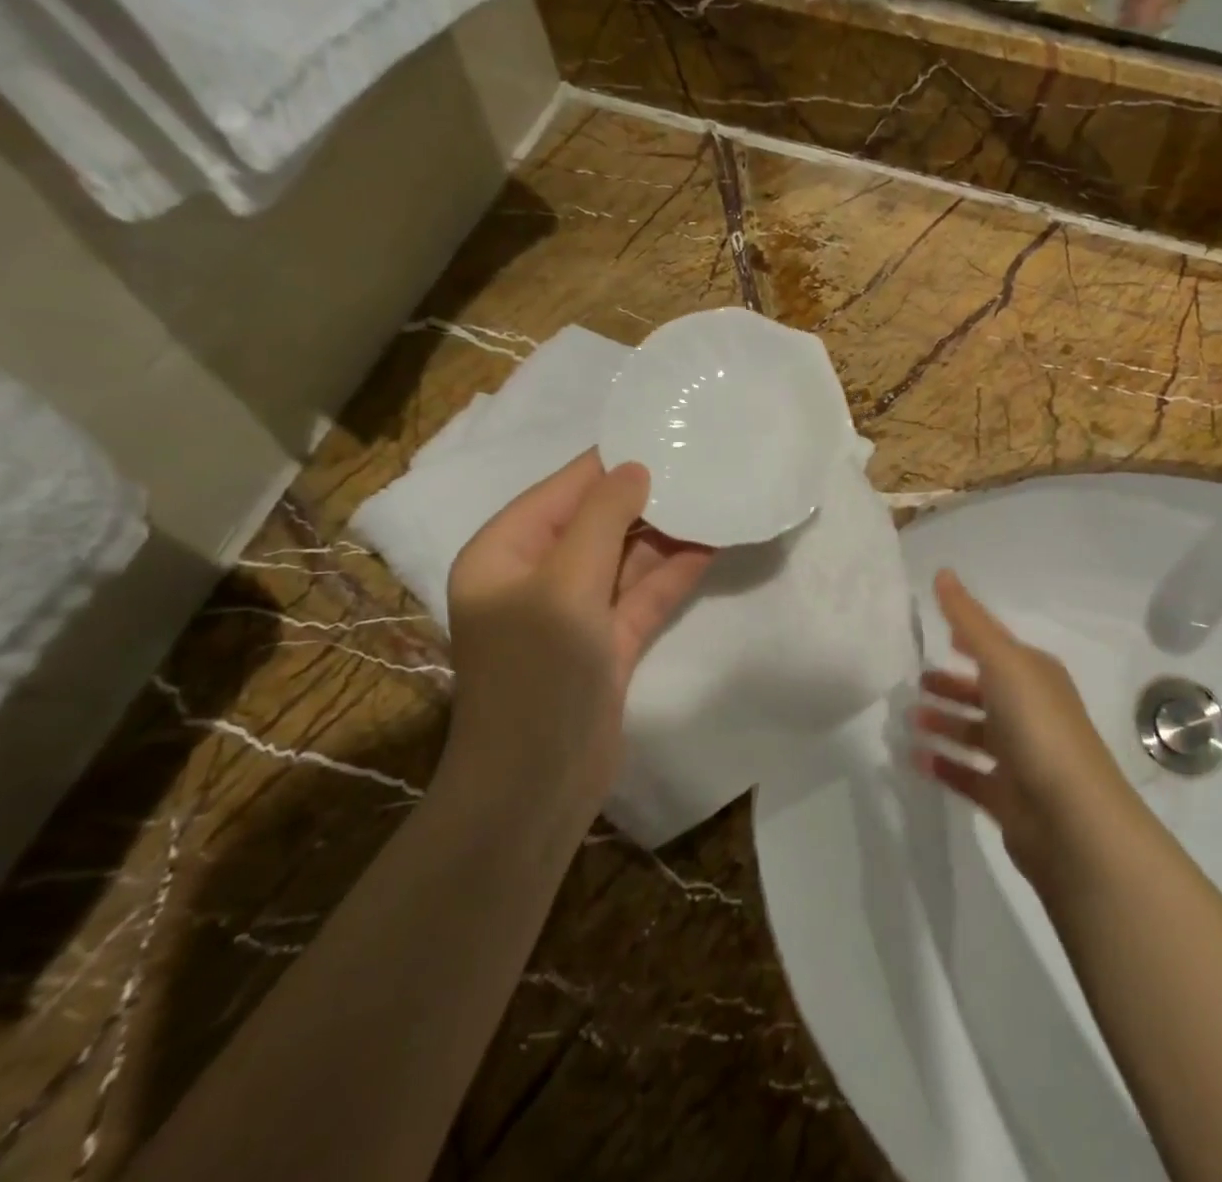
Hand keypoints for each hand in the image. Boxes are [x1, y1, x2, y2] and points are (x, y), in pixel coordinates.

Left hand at [441, 453, 712, 819]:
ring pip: (626, 557)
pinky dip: (673, 572)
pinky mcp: (608, 642)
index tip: (666, 436)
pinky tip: (712, 545)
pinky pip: (643, 594)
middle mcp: (537, 575)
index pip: (564, 490)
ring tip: (716, 498)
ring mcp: (575, 611)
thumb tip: (636, 468)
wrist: (537, 786)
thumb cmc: (538, 672)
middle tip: (703, 466)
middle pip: (598, 521)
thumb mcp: (566, 584)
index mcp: (506, 552)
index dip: (613, 464)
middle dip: (647, 498)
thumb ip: (602, 519)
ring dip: (666, 534)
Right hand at [909, 569, 1133, 883]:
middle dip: (950, 684)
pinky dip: (944, 764)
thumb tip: (943, 572)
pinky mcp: (1008, 797)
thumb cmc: (1037, 726)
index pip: (996, 647)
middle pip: (984, 691)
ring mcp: (1021, 757)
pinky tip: (914, 758)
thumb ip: (968, 619)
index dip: (968, 636)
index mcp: (1035, 675)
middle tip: (911, 681)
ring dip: (943, 723)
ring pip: (975, 732)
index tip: (935, 632)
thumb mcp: (1002, 661)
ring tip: (907, 719)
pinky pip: (968, 774)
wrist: (1071, 820)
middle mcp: (1031, 711)